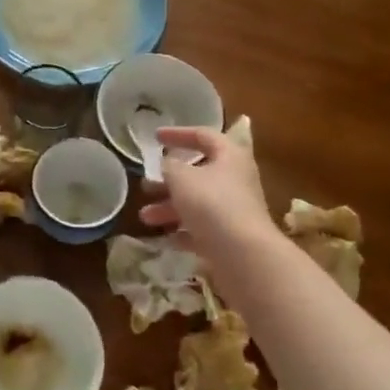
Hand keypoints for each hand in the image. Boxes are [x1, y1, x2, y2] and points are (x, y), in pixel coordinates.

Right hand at [138, 126, 276, 268]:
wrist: (244, 255)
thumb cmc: (212, 204)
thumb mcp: (181, 178)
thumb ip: (169, 166)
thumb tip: (168, 164)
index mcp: (230, 155)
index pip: (203, 135)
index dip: (178, 134)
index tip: (155, 137)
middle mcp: (236, 179)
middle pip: (199, 173)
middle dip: (168, 180)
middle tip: (146, 185)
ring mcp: (235, 210)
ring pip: (197, 203)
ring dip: (169, 208)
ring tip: (145, 217)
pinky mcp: (231, 237)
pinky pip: (203, 228)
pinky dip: (183, 230)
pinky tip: (165, 238)